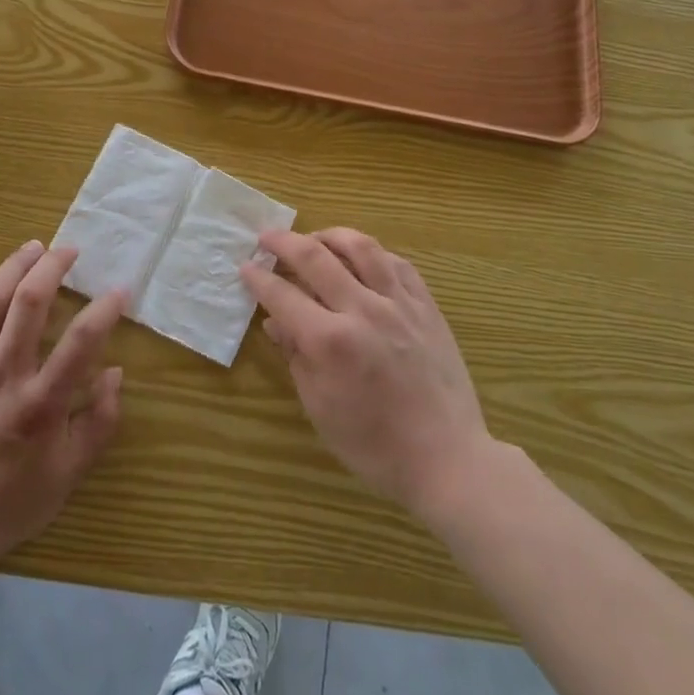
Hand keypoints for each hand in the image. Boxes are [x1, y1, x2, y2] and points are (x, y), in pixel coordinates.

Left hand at [0, 242, 124, 565]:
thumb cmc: (11, 502)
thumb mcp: (69, 474)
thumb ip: (99, 423)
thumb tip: (115, 374)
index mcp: (42, 402)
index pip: (82, 340)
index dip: (105, 308)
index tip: (119, 289)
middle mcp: (4, 376)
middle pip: (29, 304)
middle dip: (53, 267)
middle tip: (69, 249)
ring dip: (12, 268)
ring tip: (33, 247)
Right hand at [242, 228, 491, 519]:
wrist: (447, 458)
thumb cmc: (374, 445)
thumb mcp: (320, 407)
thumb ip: (296, 357)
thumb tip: (275, 322)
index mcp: (330, 341)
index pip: (283, 295)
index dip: (259, 278)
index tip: (246, 267)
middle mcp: (363, 311)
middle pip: (316, 257)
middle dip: (284, 242)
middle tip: (267, 238)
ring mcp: (399, 304)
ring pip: (361, 247)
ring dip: (330, 235)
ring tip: (315, 239)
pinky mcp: (426, 306)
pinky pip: (397, 263)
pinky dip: (373, 253)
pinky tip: (362, 258)